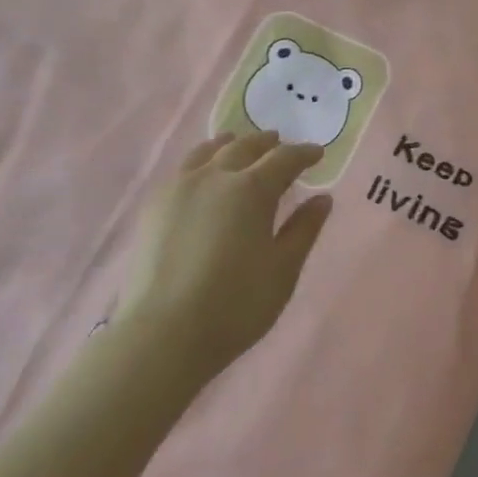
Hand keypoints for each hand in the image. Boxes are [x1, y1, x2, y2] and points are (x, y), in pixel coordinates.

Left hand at [114, 131, 332, 381]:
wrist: (164, 333)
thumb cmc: (236, 304)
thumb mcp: (283, 269)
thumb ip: (304, 229)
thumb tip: (322, 199)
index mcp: (252, 189)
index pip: (284, 159)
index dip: (303, 154)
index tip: (317, 154)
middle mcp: (215, 177)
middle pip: (245, 147)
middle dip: (267, 144)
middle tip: (279, 143)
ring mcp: (180, 188)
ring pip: (208, 151)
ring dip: (230, 145)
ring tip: (238, 145)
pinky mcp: (155, 206)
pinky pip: (183, 170)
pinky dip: (201, 161)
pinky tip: (203, 175)